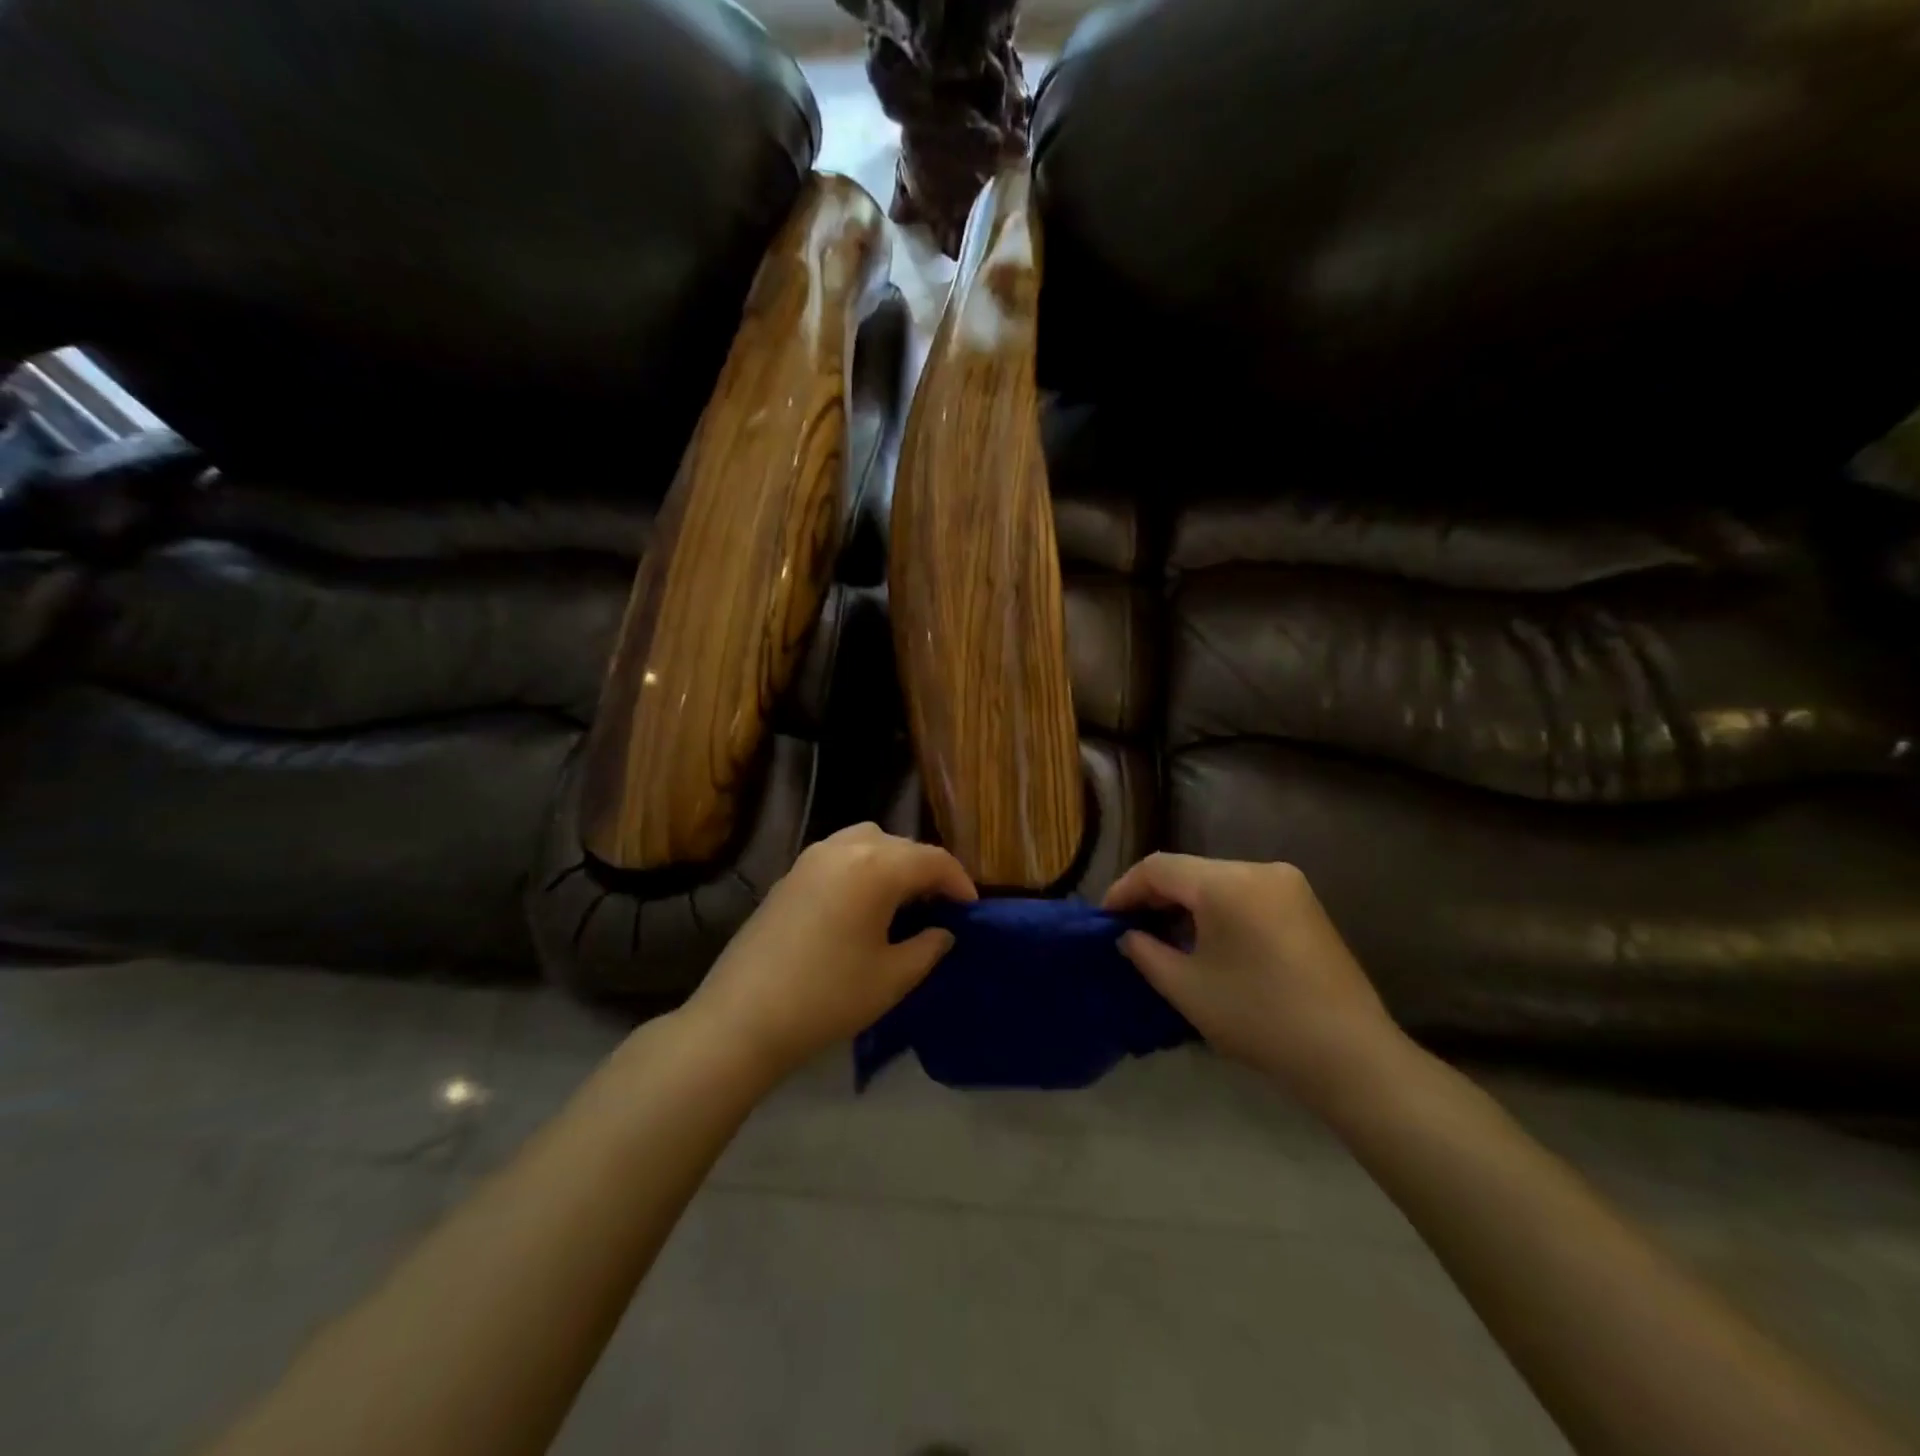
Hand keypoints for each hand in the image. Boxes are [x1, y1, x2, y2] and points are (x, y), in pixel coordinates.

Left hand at [684, 823, 974, 1079]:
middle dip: (926, 870)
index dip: (959, 882)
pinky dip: (863, 868)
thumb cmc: (828, 997)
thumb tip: (943, 932)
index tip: (971, 909)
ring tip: (902, 900)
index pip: (932, 860)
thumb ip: (928, 947)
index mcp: (876, 866)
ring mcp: (811, 858)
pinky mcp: (790, 875)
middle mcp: (844, 848)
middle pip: (900, 845)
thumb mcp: (892, 977)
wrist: (742, 1018)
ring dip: (893, 863)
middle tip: (940, 906)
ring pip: (867, 842)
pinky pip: (840, 856)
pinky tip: (863, 905)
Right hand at [1104, 853, 1405, 1105]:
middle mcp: (1258, 869)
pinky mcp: (1305, 905)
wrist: (1350, 1054)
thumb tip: (1128, 936)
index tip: (1105, 920)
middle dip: (1155, 897)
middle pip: (1189, 871)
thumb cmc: (1258, 1017)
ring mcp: (1287, 885)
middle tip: (1130, 930)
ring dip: (1186, 904)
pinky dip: (1217, 910)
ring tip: (1164, 938)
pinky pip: (1245, 894)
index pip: (1158, 868)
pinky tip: (1207, 942)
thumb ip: (1146, 953)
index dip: (1124, 889)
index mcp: (1227, 882)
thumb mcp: (1186, 988)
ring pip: (1217, 881)